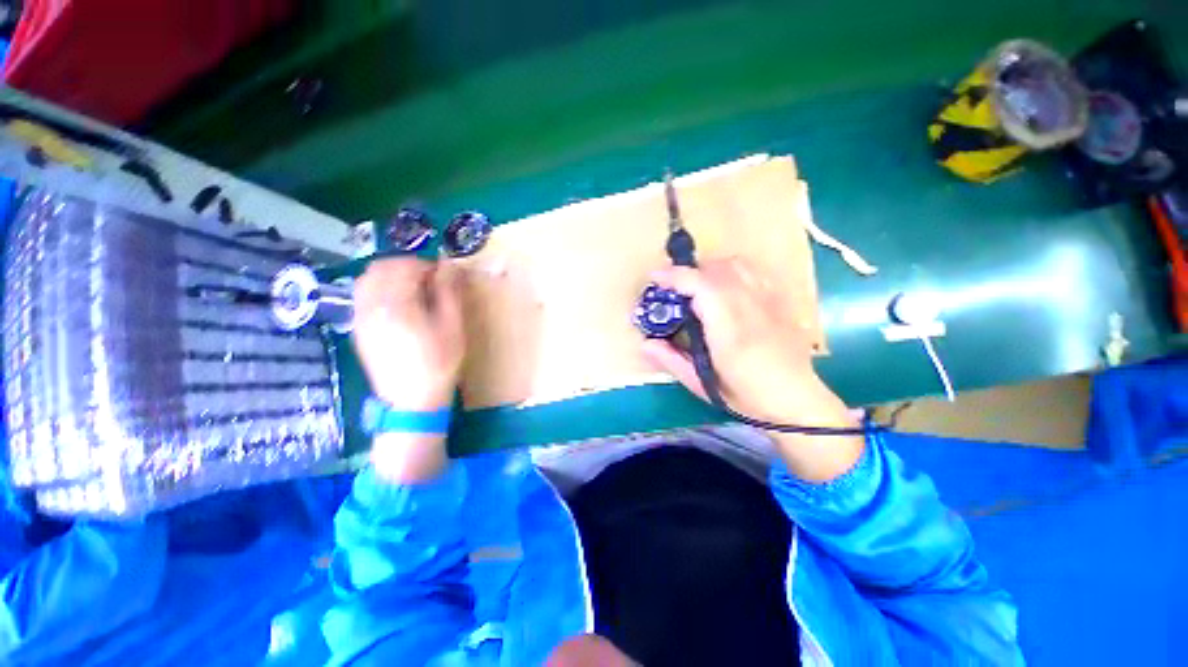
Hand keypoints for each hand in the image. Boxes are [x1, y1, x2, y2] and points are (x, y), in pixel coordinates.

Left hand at [353, 258, 464, 410]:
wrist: (412, 401)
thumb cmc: (439, 364)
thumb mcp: (453, 327)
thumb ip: (449, 293)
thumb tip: (449, 266)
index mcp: (396, 305)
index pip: (405, 266)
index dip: (427, 265)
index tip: (443, 275)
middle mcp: (370, 306)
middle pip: (381, 267)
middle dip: (406, 266)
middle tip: (428, 279)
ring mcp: (359, 318)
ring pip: (366, 278)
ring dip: (390, 275)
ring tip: (412, 289)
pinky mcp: (357, 329)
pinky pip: (361, 295)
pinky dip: (378, 288)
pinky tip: (397, 303)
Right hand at [642, 257, 862, 480]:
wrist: (798, 401)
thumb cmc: (747, 397)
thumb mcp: (703, 385)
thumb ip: (672, 361)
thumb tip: (645, 343)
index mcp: (730, 329)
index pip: (701, 285)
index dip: (675, 276)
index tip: (655, 278)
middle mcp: (751, 306)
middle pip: (717, 269)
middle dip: (689, 272)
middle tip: (674, 290)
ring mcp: (770, 300)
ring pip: (737, 265)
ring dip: (711, 269)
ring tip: (699, 286)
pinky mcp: (781, 300)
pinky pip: (755, 271)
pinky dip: (734, 271)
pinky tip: (727, 288)